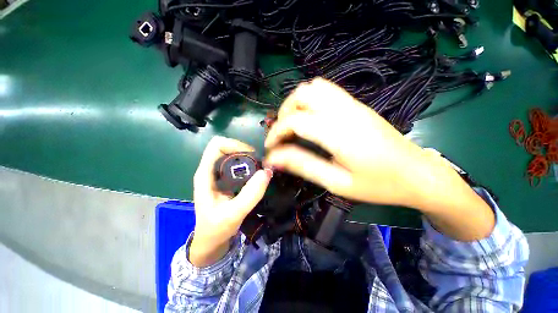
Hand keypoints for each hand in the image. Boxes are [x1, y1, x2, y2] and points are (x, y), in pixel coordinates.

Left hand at [189, 136, 272, 266]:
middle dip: (244, 151)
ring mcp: (218, 175)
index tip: (252, 156)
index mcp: (205, 174)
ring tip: (260, 169)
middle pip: (227, 147)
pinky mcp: (226, 180)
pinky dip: (249, 166)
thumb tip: (266, 172)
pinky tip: (256, 175)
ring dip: (248, 158)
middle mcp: (211, 170)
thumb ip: (250, 195)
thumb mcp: (233, 214)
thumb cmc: (217, 229)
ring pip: (233, 155)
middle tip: (259, 164)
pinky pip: (238, 165)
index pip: (217, 145)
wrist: (211, 241)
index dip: (235, 145)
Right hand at [265, 78, 493, 240]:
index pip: (295, 121)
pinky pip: (327, 90)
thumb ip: (304, 166)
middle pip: (302, 95)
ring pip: (314, 87)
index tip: (270, 148)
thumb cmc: (379, 185)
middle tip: (282, 135)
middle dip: (284, 113)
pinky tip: (311, 119)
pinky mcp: (357, 105)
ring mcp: (353, 104)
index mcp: (340, 133)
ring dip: (296, 104)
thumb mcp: (337, 183)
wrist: (418, 174)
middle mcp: (345, 111)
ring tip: (293, 125)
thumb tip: (275, 159)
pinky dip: (310, 100)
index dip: (276, 132)